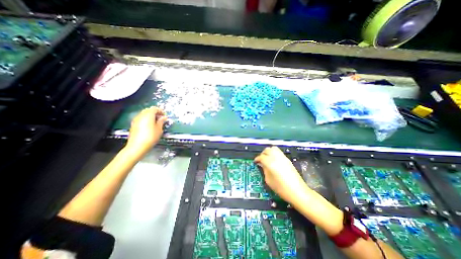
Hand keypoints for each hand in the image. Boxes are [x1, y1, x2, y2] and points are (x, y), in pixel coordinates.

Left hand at [124, 106, 166, 157]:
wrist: (137, 146)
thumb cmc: (151, 137)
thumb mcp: (159, 129)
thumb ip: (161, 121)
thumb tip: (164, 117)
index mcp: (148, 115)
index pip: (155, 108)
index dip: (161, 111)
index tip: (165, 116)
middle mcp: (141, 115)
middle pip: (148, 110)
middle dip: (155, 113)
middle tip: (161, 118)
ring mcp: (136, 120)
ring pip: (144, 114)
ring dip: (150, 116)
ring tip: (156, 122)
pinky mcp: (133, 124)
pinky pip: (141, 118)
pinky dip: (146, 119)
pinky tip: (150, 126)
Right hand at [253, 148, 306, 204]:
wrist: (297, 191)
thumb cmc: (281, 188)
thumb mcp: (268, 180)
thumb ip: (264, 170)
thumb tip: (262, 164)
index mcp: (270, 163)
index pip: (261, 157)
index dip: (257, 159)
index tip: (255, 162)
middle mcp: (276, 158)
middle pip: (267, 150)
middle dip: (262, 154)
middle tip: (261, 160)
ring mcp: (283, 157)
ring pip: (273, 148)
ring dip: (268, 151)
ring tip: (267, 158)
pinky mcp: (287, 159)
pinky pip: (278, 152)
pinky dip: (274, 153)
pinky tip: (274, 160)